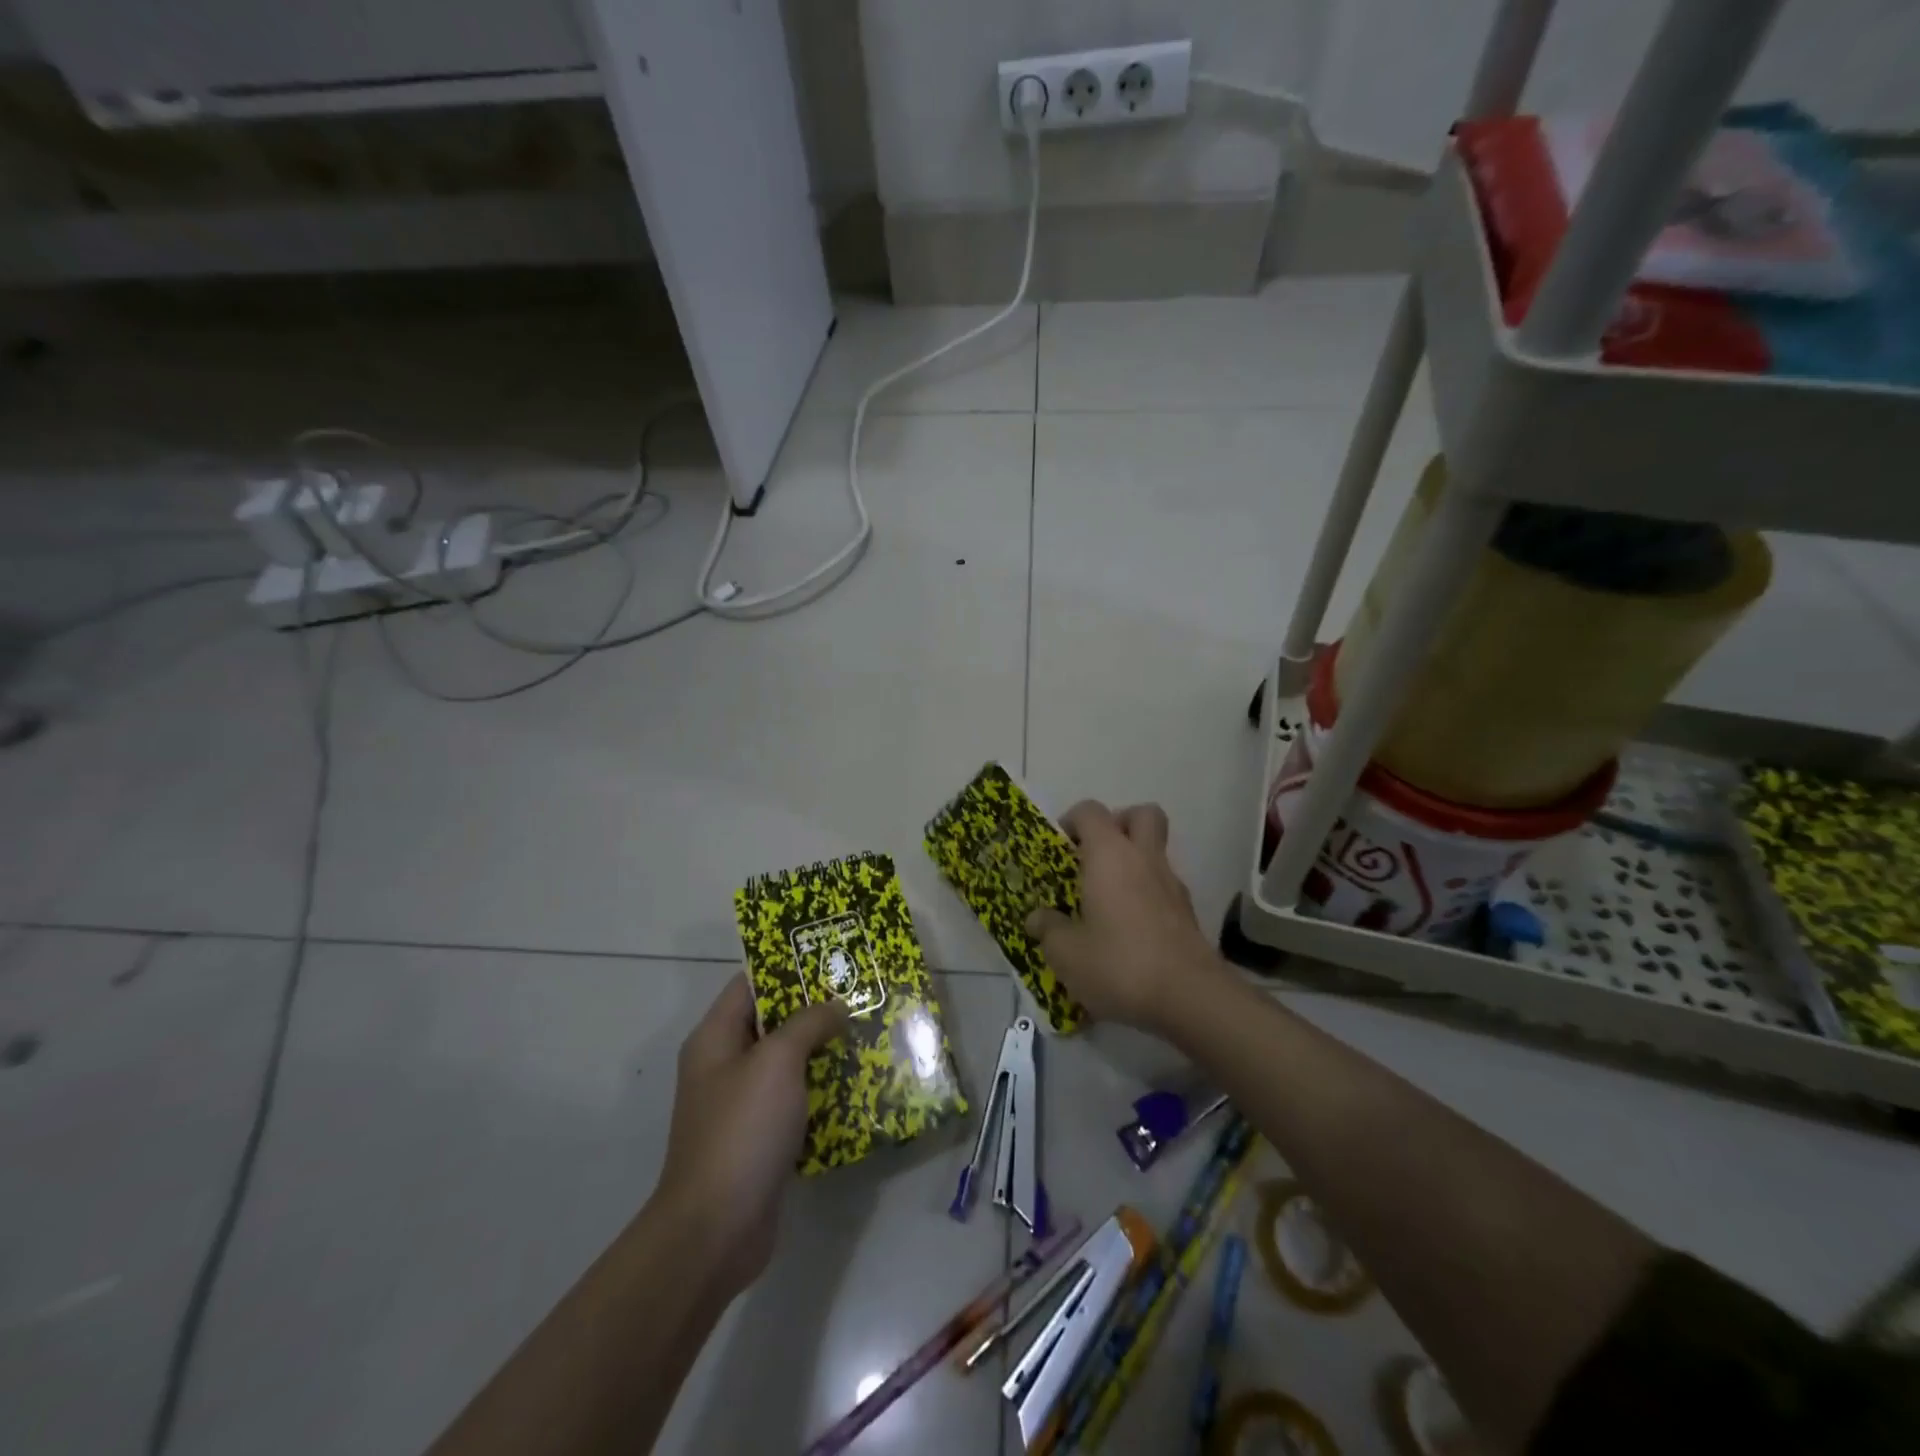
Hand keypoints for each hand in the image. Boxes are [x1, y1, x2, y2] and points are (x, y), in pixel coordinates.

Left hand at [654, 975, 847, 1298]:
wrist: (715, 1230)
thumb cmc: (742, 1130)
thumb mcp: (777, 1062)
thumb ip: (807, 1023)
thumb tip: (835, 1006)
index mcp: (716, 1037)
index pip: (751, 983)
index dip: (788, 965)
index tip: (830, 956)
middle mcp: (724, 1065)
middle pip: (773, 1022)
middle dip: (815, 1008)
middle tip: (860, 994)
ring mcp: (741, 1104)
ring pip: (787, 1062)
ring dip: (823, 1050)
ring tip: (867, 1033)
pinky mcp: (760, 1138)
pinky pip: (794, 1099)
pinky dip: (821, 1090)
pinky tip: (857, 1085)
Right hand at [1024, 801, 1220, 1033]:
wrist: (1189, 997)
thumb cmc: (1118, 963)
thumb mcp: (1066, 953)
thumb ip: (1048, 929)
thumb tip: (1037, 918)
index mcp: (1109, 854)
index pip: (1090, 811)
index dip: (1072, 821)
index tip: (1059, 848)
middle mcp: (1143, 858)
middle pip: (1141, 814)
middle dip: (1118, 824)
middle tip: (1095, 855)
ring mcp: (1172, 884)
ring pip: (1155, 851)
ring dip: (1134, 862)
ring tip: (1108, 898)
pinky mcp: (1188, 913)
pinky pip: (1164, 886)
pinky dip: (1147, 894)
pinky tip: (1129, 929)